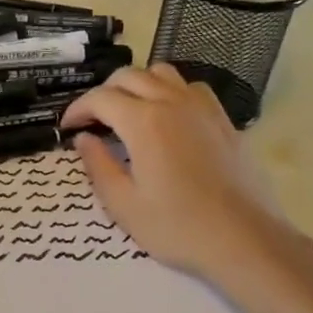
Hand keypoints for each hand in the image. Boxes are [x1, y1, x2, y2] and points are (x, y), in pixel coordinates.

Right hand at [61, 65, 287, 281]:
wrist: (244, 239)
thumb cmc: (178, 227)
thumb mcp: (123, 205)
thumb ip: (97, 165)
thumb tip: (83, 139)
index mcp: (143, 122)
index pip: (100, 99)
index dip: (78, 109)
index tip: (68, 127)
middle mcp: (172, 103)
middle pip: (129, 76)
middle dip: (104, 93)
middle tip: (93, 120)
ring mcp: (202, 108)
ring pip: (162, 73)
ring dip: (138, 84)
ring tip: (129, 111)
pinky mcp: (223, 119)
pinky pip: (191, 87)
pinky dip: (171, 91)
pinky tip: (168, 116)